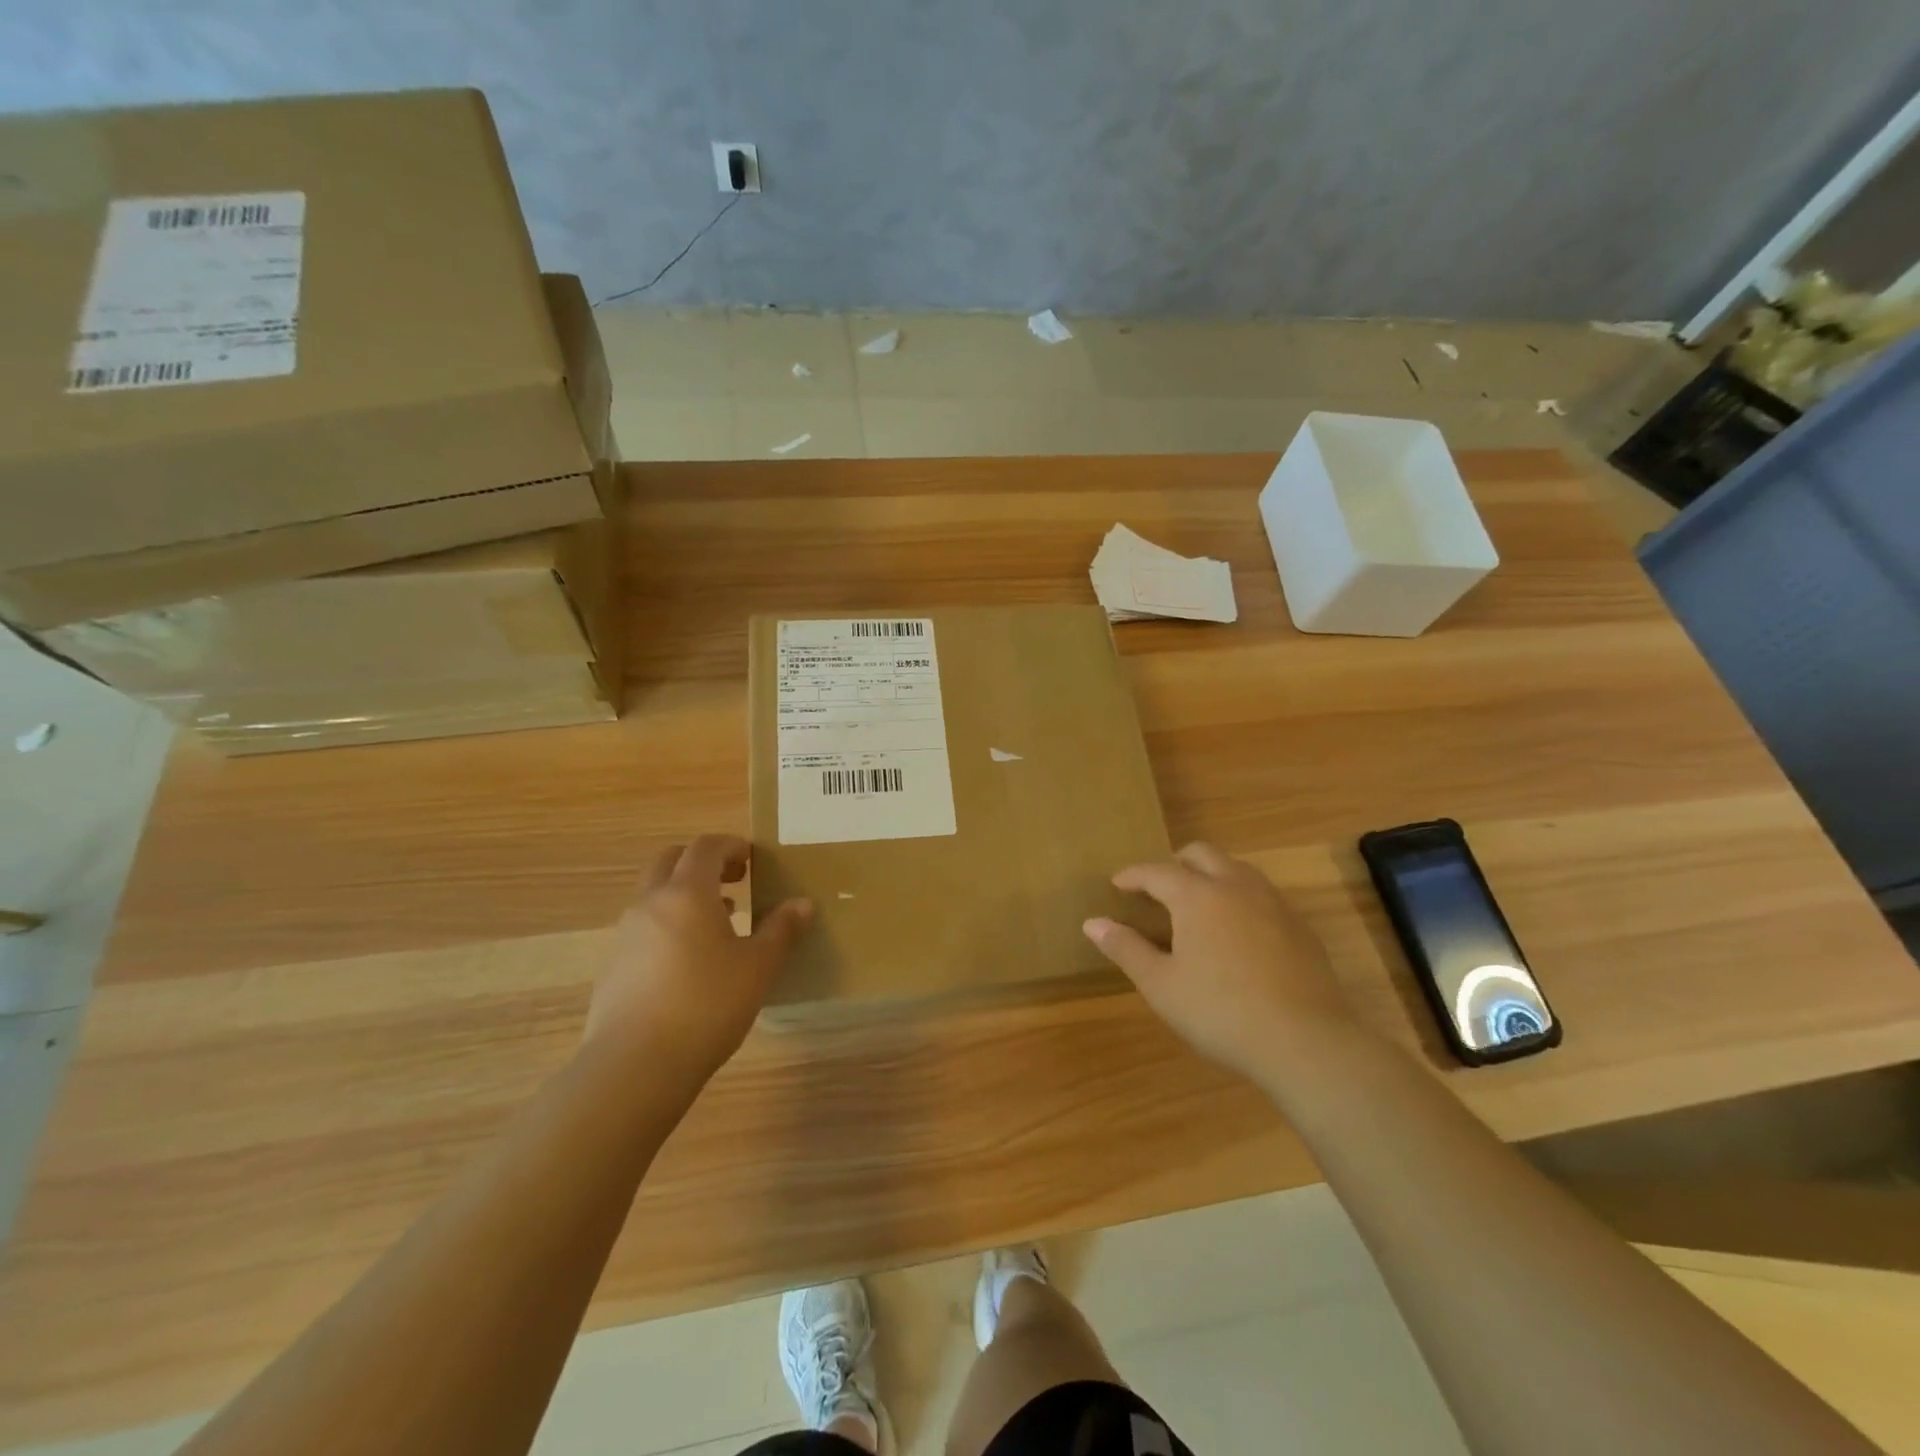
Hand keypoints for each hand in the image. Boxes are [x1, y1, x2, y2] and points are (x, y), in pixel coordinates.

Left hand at [586, 835, 812, 1082]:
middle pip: (670, 861)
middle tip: (734, 880)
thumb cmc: (707, 1005)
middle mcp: (650, 904)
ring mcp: (626, 936)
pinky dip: (669, 926)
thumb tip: (802, 904)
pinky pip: (644, 929)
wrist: (635, 1066)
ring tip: (719, 923)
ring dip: (685, 896)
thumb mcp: (758, 967)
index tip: (753, 859)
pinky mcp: (613, 968)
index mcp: (687, 893)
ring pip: (654, 896)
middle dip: (702, 863)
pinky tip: (691, 963)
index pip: (705, 847)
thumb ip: (781, 930)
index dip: (731, 846)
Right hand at [1083, 843, 1357, 1082]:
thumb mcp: (1161, 985)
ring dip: (1211, 875)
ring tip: (1198, 903)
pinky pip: (1263, 895)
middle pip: (1202, 854)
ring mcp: (1273, 904)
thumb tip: (1092, 923)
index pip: (1157, 871)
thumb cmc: (1220, 1012)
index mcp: (1197, 896)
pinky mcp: (1300, 927)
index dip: (1133, 875)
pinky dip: (1240, 898)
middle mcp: (1236, 886)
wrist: (1305, 1041)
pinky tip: (1238, 932)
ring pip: (1237, 869)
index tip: (1118, 883)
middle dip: (1175, 863)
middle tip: (1159, 887)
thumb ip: (1126, 948)